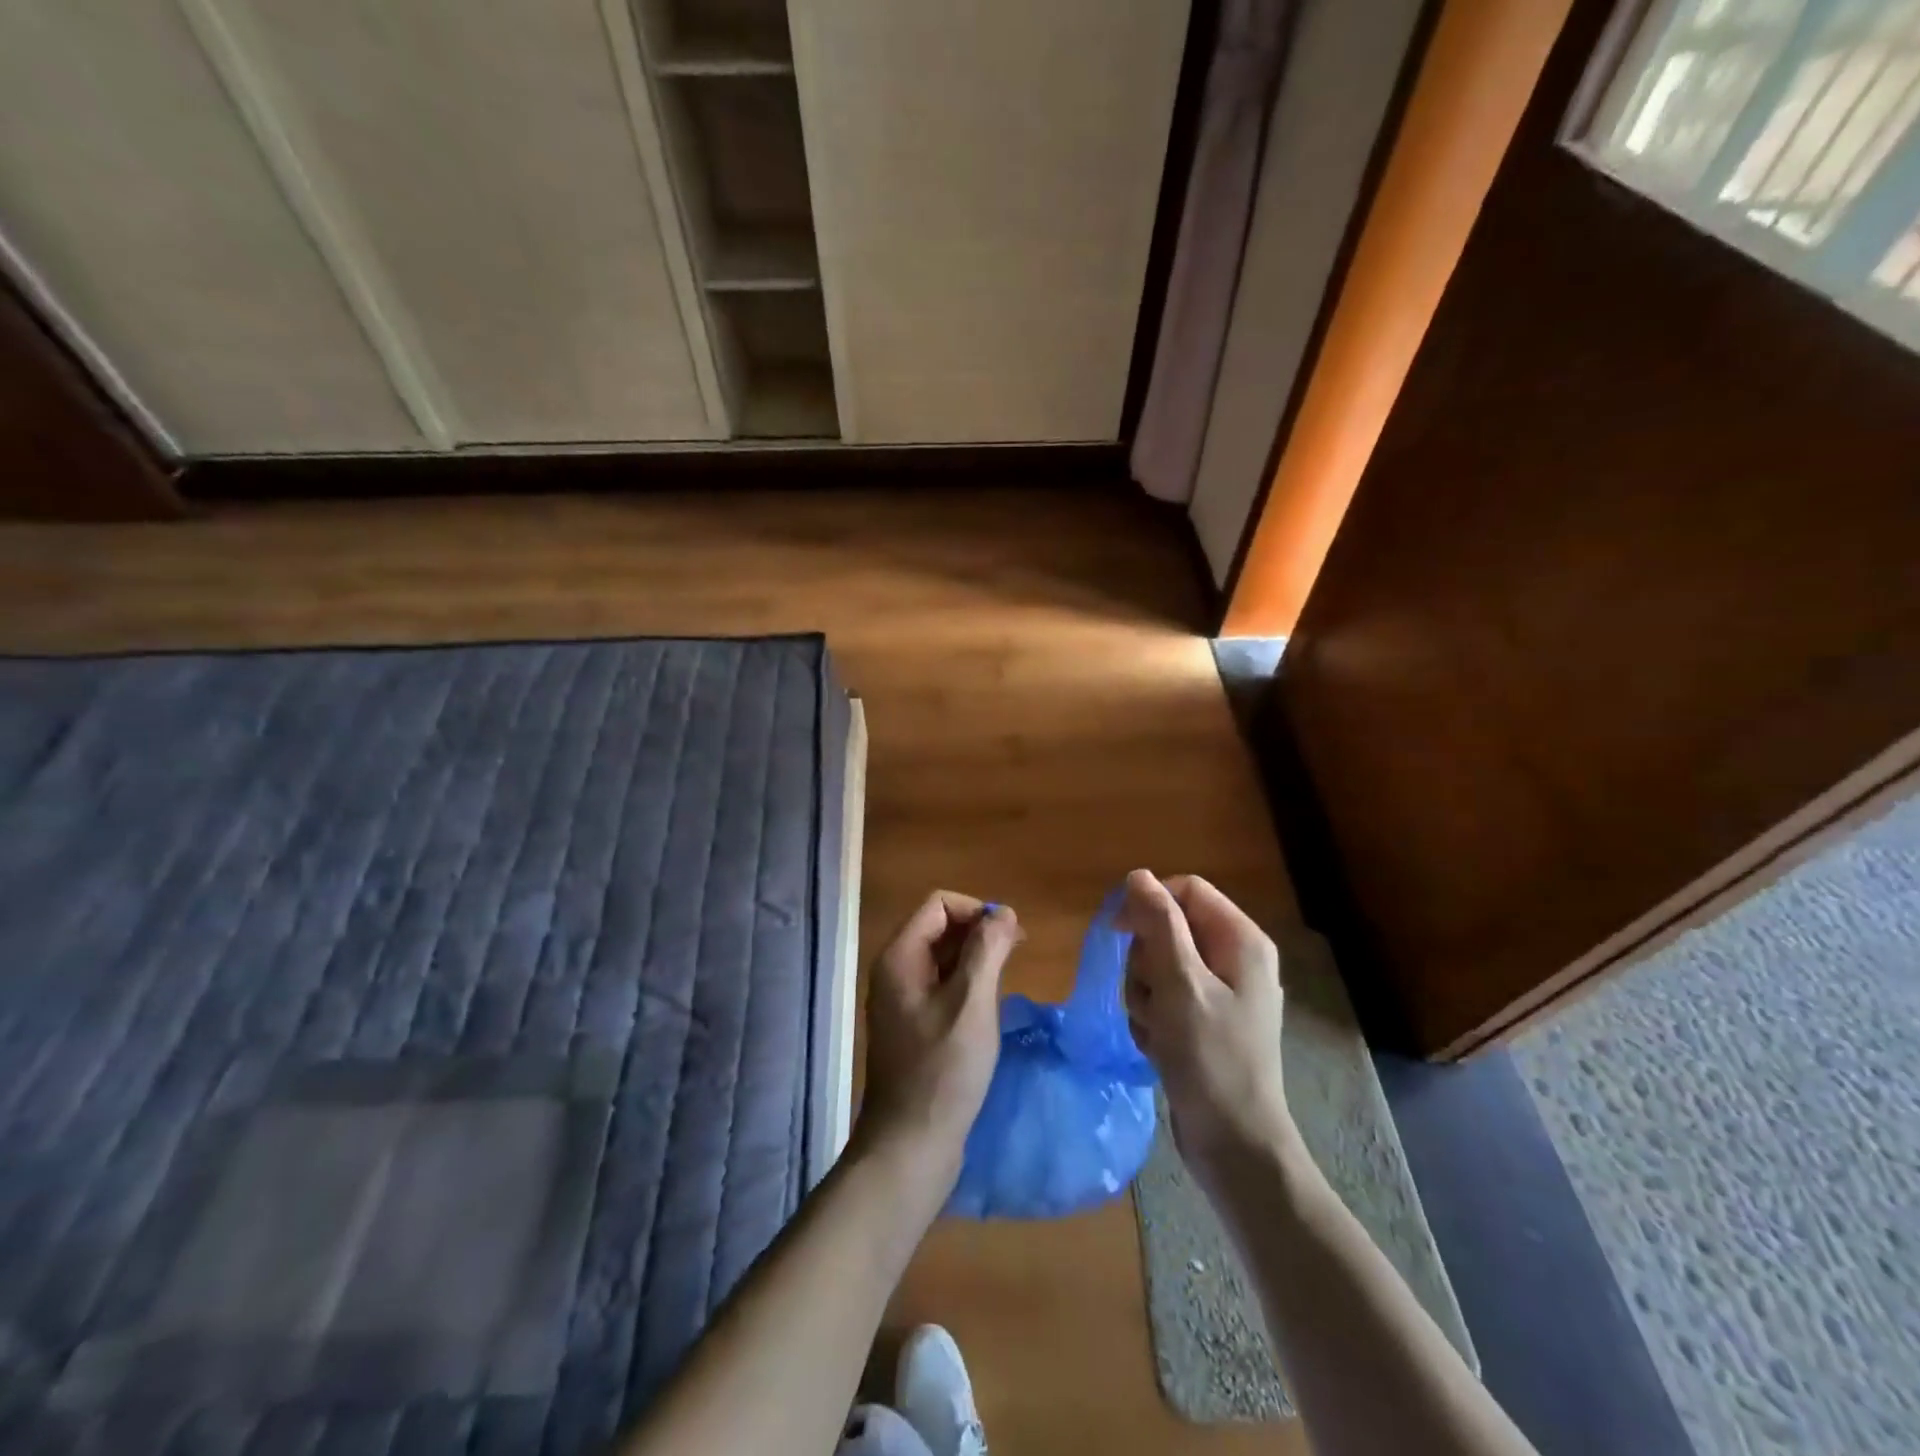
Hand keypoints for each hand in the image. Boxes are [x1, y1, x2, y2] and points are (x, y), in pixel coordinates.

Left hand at [856, 891, 1021, 1181]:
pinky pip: (941, 986)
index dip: (976, 910)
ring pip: (942, 958)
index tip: (1009, 937)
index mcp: (900, 957)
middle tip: (1016, 956)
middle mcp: (894, 971)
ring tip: (1006, 981)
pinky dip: (966, 984)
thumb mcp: (972, 1002)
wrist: (911, 1145)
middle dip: (978, 932)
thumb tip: (1002, 911)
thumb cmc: (944, 1070)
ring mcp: (901, 1000)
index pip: (939, 904)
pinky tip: (988, 1008)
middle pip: (939, 927)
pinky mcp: (913, 1025)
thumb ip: (988, 949)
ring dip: (975, 959)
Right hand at [1118, 869, 1294, 1180]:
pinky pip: (1163, 997)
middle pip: (1168, 928)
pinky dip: (1152, 1017)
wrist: (1234, 1145)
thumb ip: (1159, 924)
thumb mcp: (1180, 984)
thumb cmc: (1210, 1059)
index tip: (1120, 933)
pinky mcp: (1204, 1021)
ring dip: (1144, 994)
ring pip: (1159, 965)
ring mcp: (1220, 993)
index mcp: (1240, 940)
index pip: (1185, 890)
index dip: (1149, 904)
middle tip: (1151, 996)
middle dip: (1145, 961)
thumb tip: (1138, 875)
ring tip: (1156, 1028)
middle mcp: (1234, 959)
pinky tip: (1159, 1045)